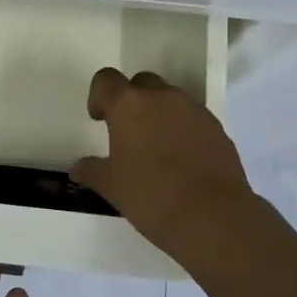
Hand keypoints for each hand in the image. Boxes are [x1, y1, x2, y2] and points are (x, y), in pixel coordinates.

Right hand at [71, 66, 258, 260]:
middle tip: (128, 133)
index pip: (106, 80)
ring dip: (159, 114)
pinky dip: (183, 130)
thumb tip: (79, 167)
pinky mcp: (217, 128)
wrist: (212, 217)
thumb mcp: (111, 187)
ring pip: (170, 99)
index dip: (99, 96)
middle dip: (132, 101)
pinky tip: (182, 161)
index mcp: (128, 106)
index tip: (99, 119)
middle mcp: (162, 98)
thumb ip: (91, 171)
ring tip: (157, 150)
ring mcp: (194, 110)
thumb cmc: (151, 197)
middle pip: (141, 83)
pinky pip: (193, 118)